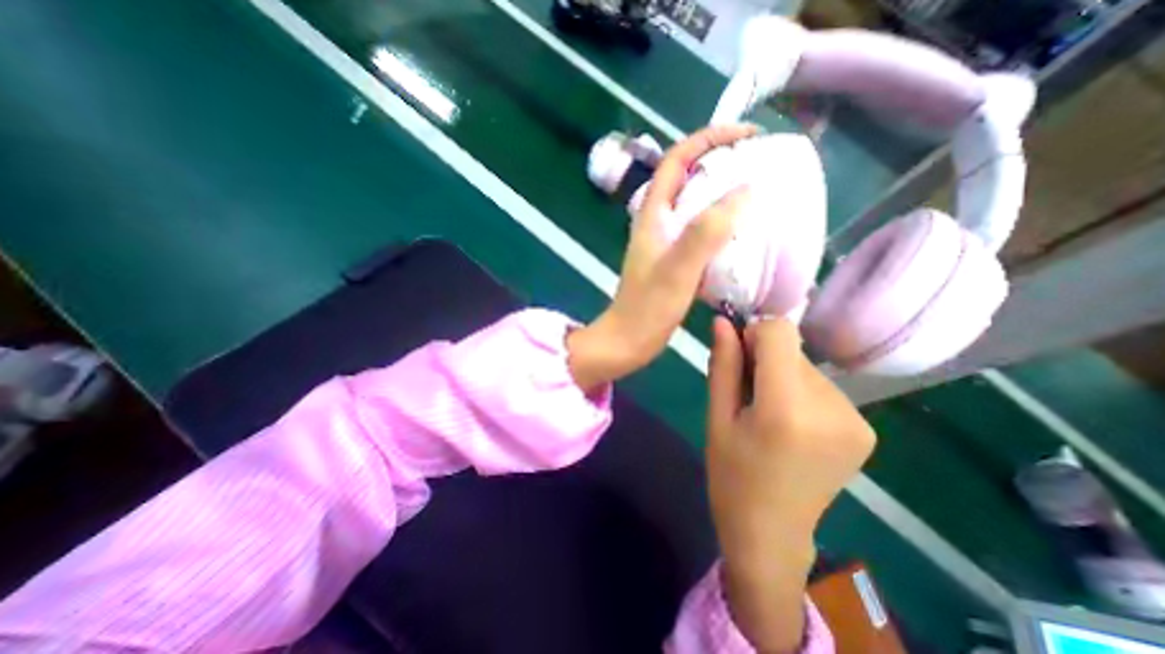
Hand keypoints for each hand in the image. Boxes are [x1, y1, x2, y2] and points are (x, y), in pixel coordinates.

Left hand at [568, 124, 756, 392]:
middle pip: (688, 178)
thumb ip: (705, 232)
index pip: (677, 160)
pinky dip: (722, 224)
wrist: (629, 340)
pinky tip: (744, 233)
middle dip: (722, 162)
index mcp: (653, 215)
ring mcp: (665, 242)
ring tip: (759, 193)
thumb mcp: (677, 269)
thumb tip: (744, 190)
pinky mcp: (674, 260)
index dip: (710, 139)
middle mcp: (658, 222)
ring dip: (723, 193)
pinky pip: (701, 231)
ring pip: (696, 205)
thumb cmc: (647, 308)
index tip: (749, 136)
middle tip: (761, 164)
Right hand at [706, 313, 878, 647]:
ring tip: (767, 413)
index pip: (781, 333)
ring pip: (808, 367)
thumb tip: (723, 321)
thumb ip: (723, 364)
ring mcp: (856, 421)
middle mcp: (832, 409)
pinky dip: (801, 393)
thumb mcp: (716, 416)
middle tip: (748, 395)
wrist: (770, 531)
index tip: (739, 357)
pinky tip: (790, 425)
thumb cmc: (731, 473)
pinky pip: (823, 387)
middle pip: (794, 351)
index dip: (755, 334)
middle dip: (766, 361)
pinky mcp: (865, 429)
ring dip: (783, 378)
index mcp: (787, 409)